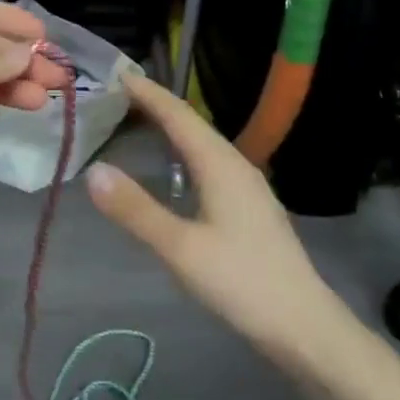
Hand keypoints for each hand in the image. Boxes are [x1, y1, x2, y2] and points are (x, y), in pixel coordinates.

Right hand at [85, 74, 337, 356]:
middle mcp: (236, 165)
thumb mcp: (181, 249)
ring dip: (172, 127)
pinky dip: (184, 152)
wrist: (305, 326)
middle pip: (192, 123)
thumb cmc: (242, 283)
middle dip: (157, 105)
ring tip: (141, 120)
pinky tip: (176, 168)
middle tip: (119, 93)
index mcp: (220, 164)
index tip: (118, 73)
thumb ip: (136, 210)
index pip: (178, 115)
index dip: (148, 93)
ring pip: (203, 143)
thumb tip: (94, 171)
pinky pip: (210, 162)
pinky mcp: (250, 207)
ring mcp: (247, 186)